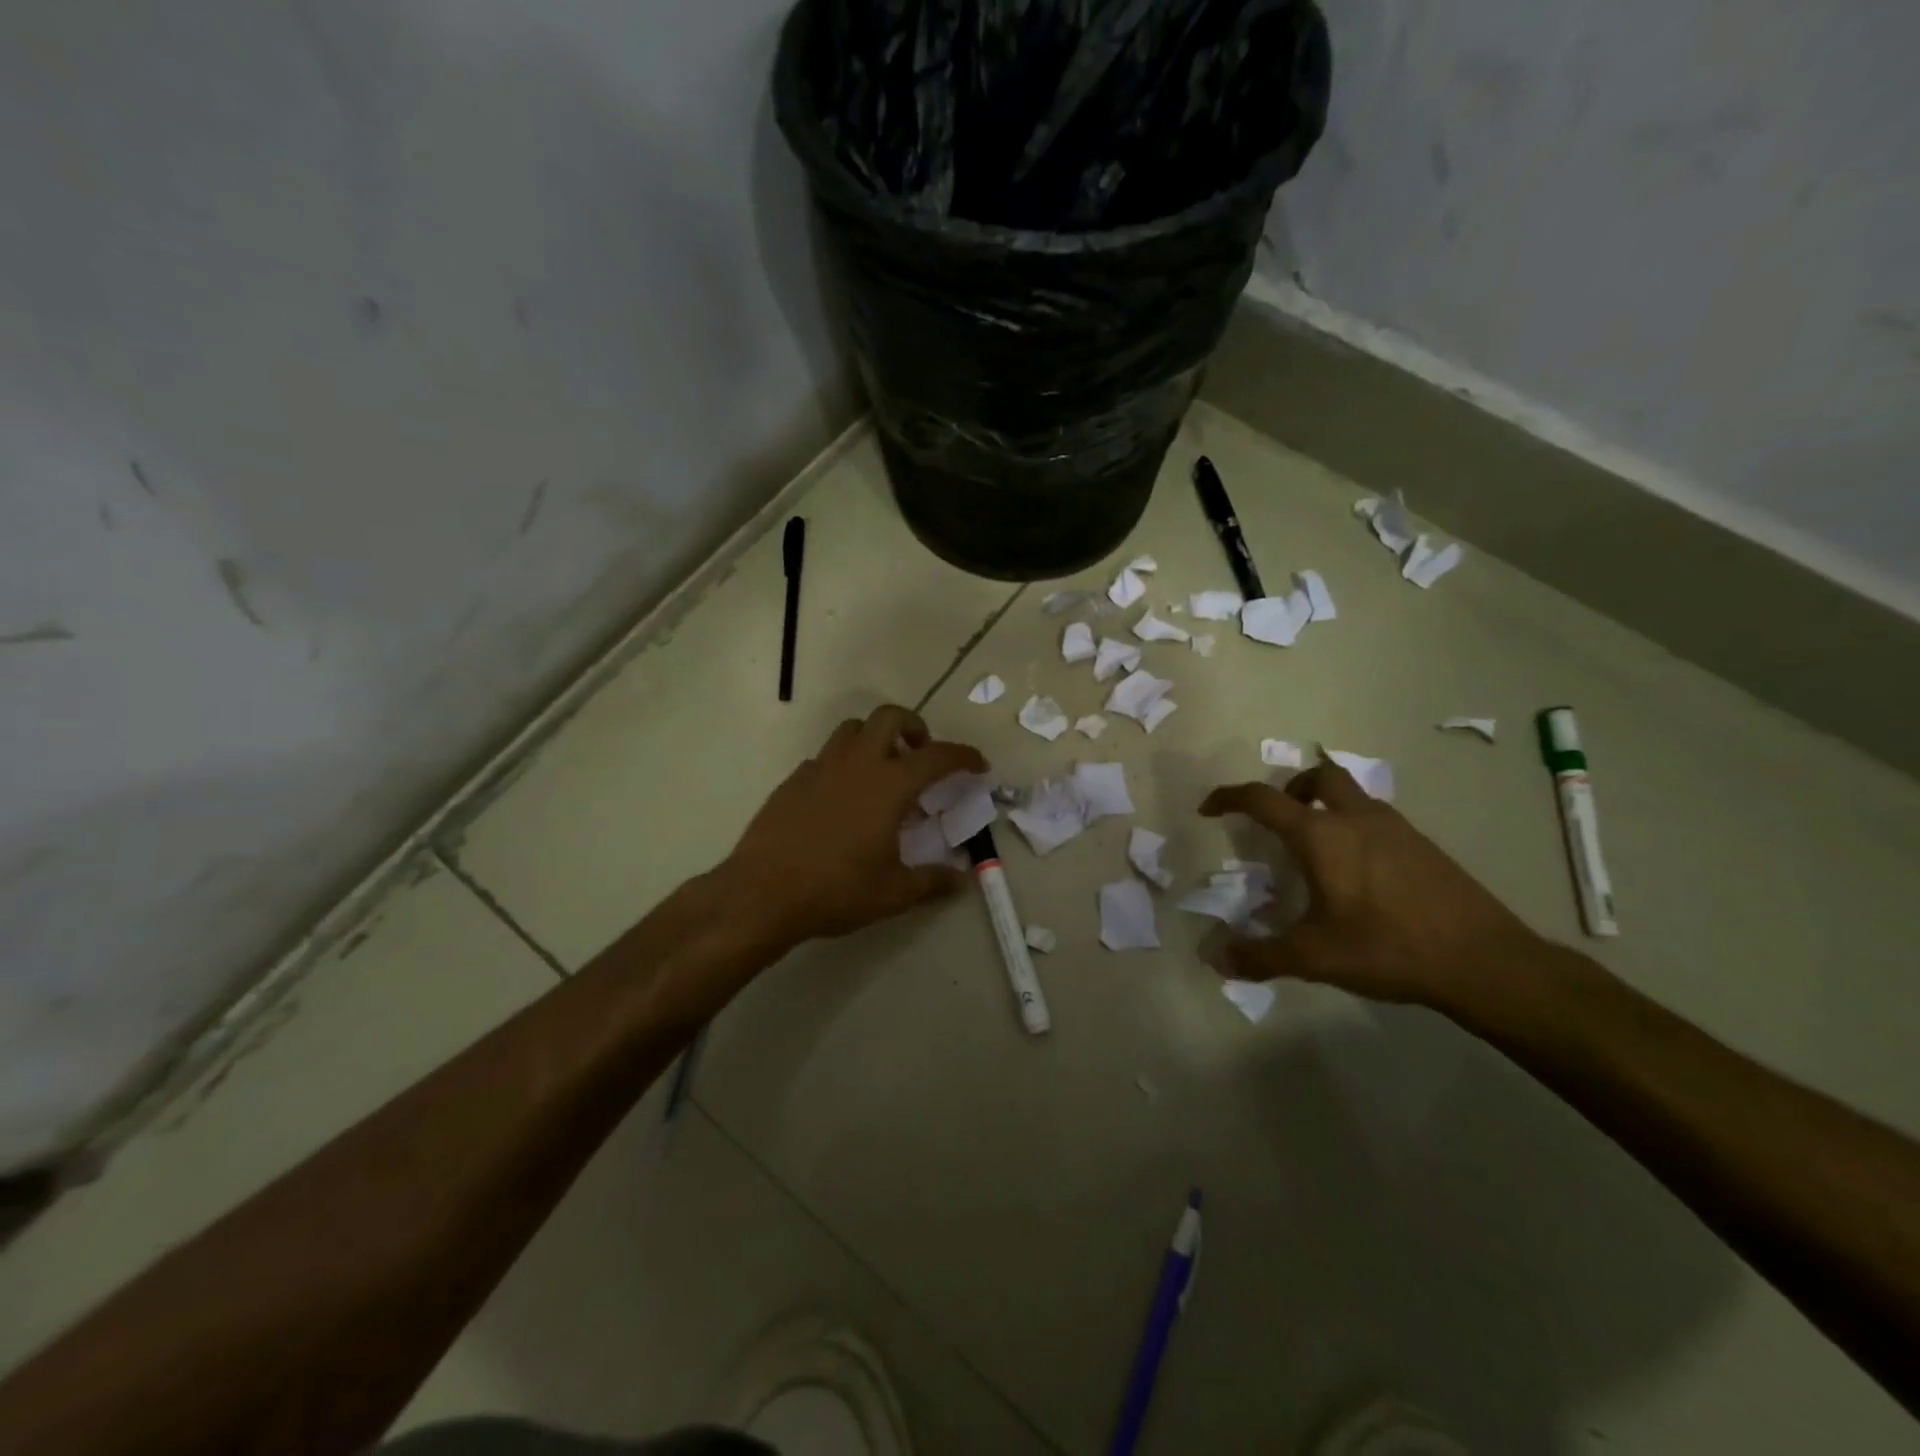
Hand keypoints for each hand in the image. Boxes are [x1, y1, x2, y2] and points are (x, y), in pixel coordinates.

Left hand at [722, 705, 986, 949]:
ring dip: (875, 738)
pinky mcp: (793, 781)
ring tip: (882, 771)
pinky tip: (842, 797)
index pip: (937, 756)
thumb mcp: (893, 893)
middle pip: (889, 717)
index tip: (978, 765)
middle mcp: (857, 764)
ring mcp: (820, 768)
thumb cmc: (836, 890)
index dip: (963, 756)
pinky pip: (825, 757)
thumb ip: (932, 882)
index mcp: (889, 785)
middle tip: (921, 753)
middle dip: (913, 726)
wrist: (762, 894)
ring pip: (852, 729)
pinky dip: (843, 764)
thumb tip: (960, 880)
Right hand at [1200, 761, 1544, 1018]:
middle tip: (1277, 819)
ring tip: (1316, 849)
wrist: (1484, 961)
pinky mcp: (1424, 845)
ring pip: (1352, 795)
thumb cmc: (1388, 948)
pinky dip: (1355, 827)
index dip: (1229, 798)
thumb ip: (1260, 955)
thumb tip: (1217, 959)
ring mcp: (1396, 828)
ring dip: (1326, 806)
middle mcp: (1357, 819)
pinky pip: (1376, 818)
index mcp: (1322, 836)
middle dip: (1290, 788)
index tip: (1209, 809)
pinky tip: (1359, 873)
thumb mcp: (1314, 958)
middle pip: (1318, 777)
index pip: (1263, 800)